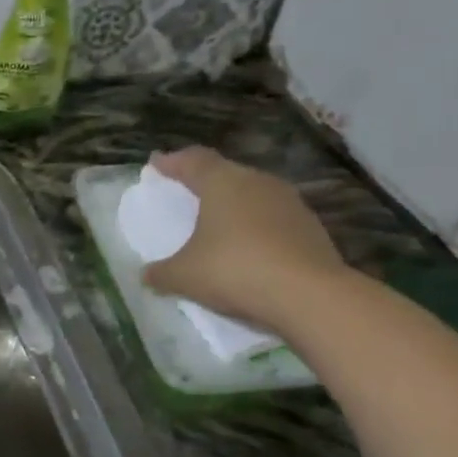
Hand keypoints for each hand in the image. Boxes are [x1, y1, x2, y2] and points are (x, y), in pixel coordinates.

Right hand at [142, 147, 348, 330]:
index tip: (156, 164)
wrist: (310, 296)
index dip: (172, 162)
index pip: (193, 160)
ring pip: (252, 194)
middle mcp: (257, 182)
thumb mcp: (184, 276)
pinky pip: (273, 219)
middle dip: (203, 181)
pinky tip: (248, 248)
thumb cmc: (235, 270)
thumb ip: (161, 273)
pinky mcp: (310, 227)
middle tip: (185, 192)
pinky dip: (256, 227)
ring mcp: (289, 203)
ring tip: (217, 223)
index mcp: (222, 182)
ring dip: (233, 205)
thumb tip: (146, 275)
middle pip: (225, 173)